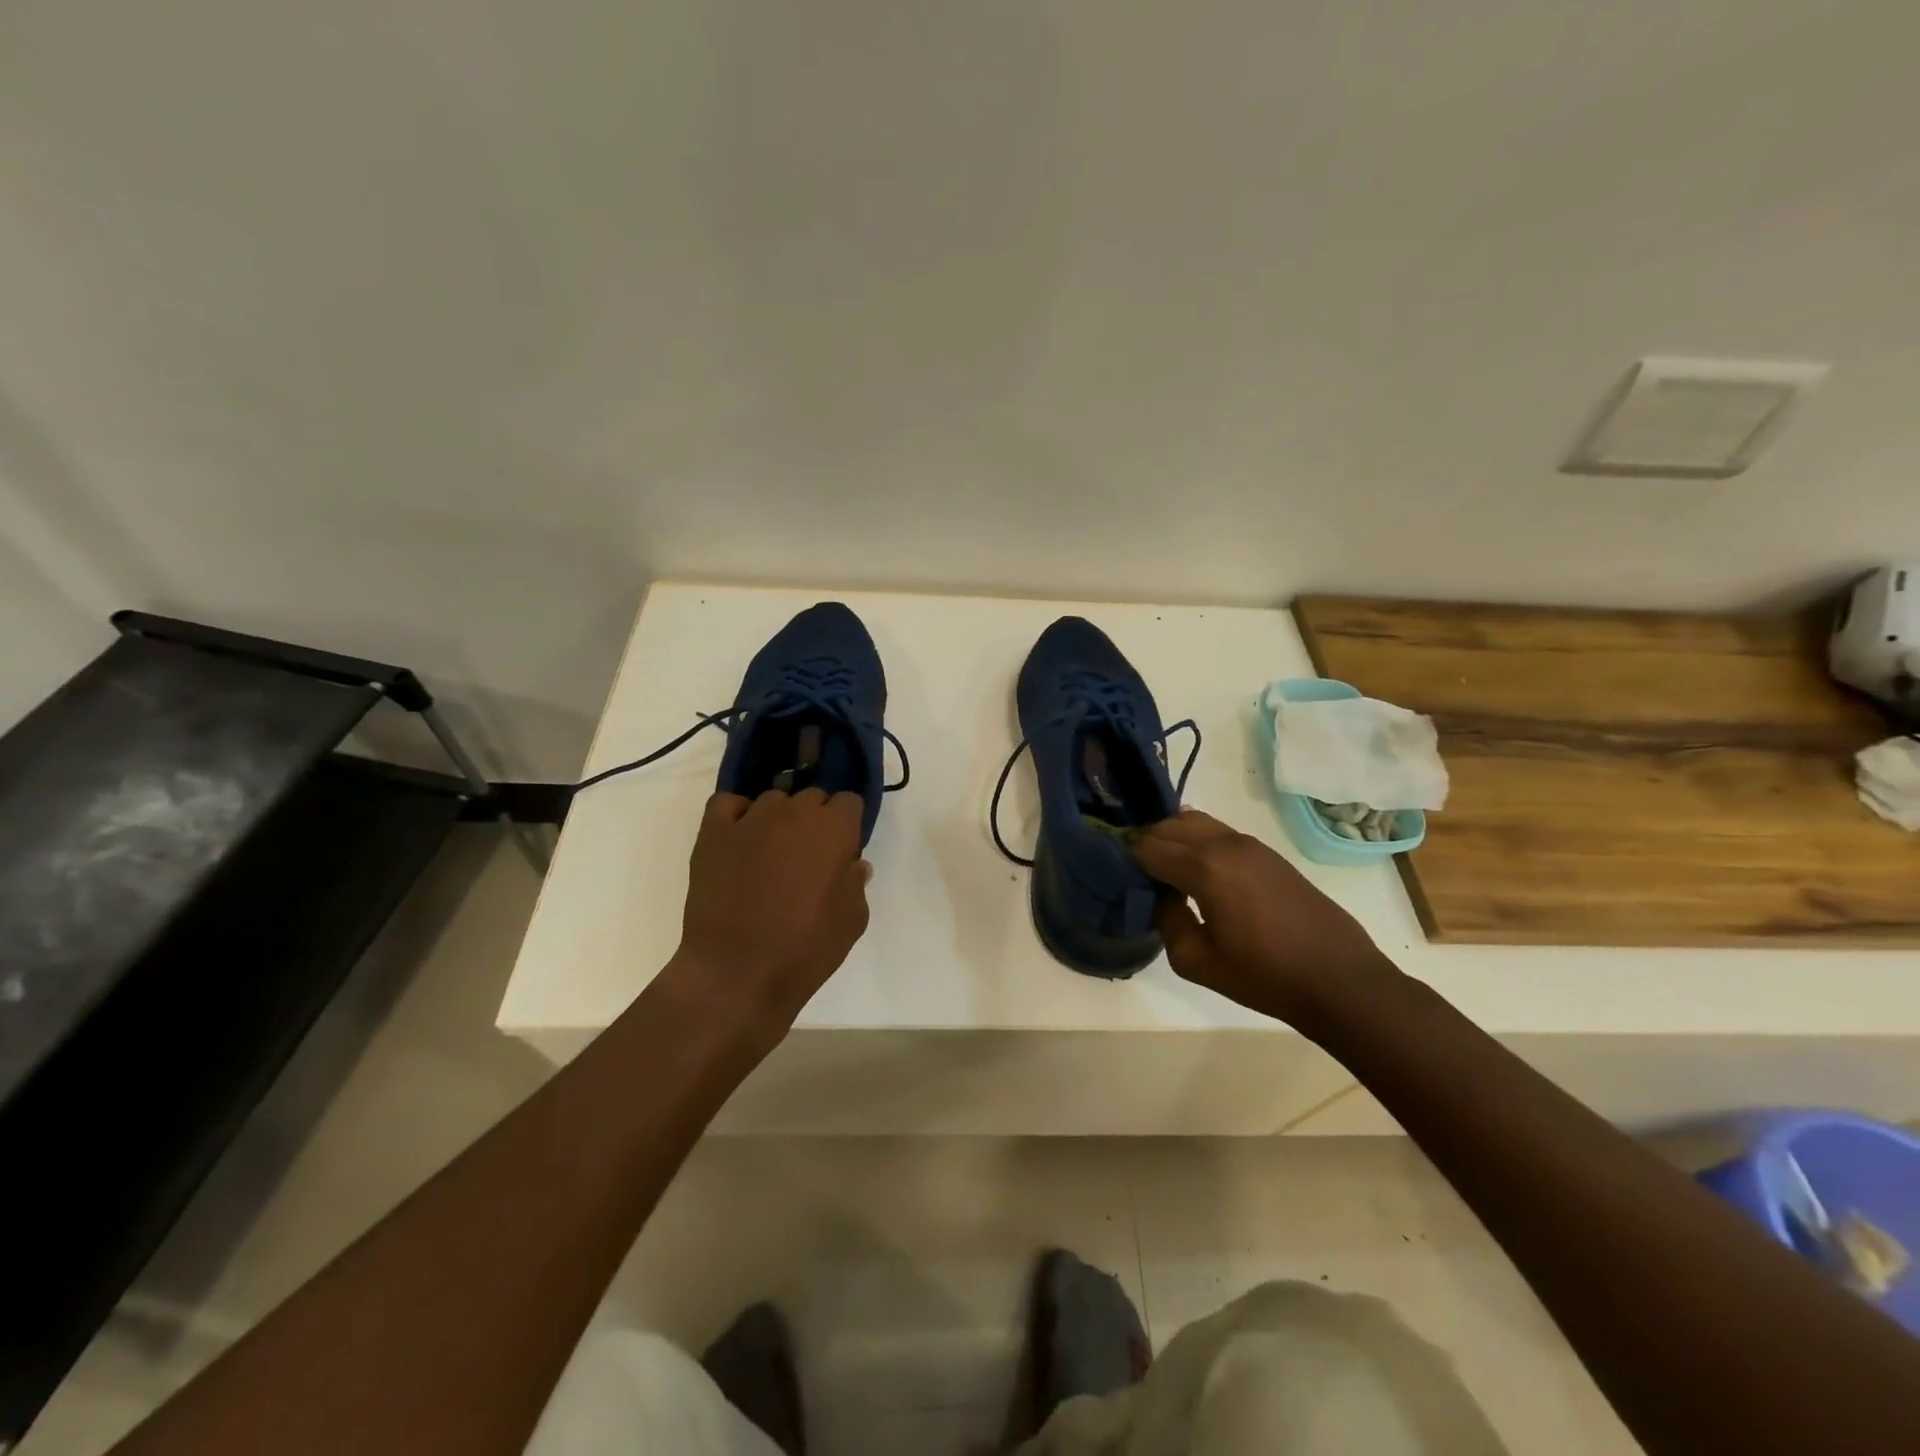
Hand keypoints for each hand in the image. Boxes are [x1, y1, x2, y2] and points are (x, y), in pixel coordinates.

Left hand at [673, 788, 871, 1034]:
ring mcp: (751, 819)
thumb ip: (856, 884)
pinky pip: (727, 804)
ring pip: (772, 800)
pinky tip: (738, 841)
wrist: (737, 975)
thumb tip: (852, 864)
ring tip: (769, 854)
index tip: (841, 850)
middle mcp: (795, 812)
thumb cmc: (805, 951)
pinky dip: (736, 815)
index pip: (849, 802)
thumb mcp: (852, 922)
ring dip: (778, 819)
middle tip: (807, 857)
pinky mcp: (713, 833)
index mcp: (834, 830)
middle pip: (812, 797)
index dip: (847, 825)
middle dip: (815, 820)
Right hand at [1133, 810, 1396, 1027]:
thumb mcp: (1197, 962)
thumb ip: (1167, 921)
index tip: (1124, 882)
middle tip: (1142, 877)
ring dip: (1174, 839)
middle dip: (1149, 845)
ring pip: (1194, 821)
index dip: (1129, 862)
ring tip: (1169, 873)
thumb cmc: (1265, 976)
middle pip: (1168, 826)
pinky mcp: (1267, 852)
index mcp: (1205, 868)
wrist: (1339, 980)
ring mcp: (1250, 843)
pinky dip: (1198, 842)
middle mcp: (1225, 844)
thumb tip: (1161, 897)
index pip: (1148, 847)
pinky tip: (1200, 874)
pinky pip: (1218, 832)